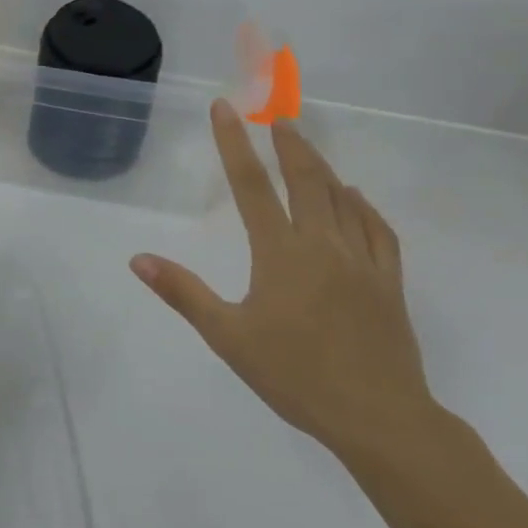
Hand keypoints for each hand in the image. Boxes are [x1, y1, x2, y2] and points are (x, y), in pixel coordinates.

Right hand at [130, 100, 435, 461]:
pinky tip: (355, 199)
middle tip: (278, 117)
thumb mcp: (228, 337)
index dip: (234, 144)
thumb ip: (183, 293)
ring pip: (341, 199)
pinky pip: (377, 230)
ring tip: (306, 147)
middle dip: (289, 144)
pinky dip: (363, 206)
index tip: (225, 109)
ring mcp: (362, 261)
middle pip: (305, 180)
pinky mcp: (389, 282)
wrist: (380, 418)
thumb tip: (138, 259)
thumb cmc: (295, 376)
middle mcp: (322, 245)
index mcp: (281, 253)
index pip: (251, 186)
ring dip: (321, 167)